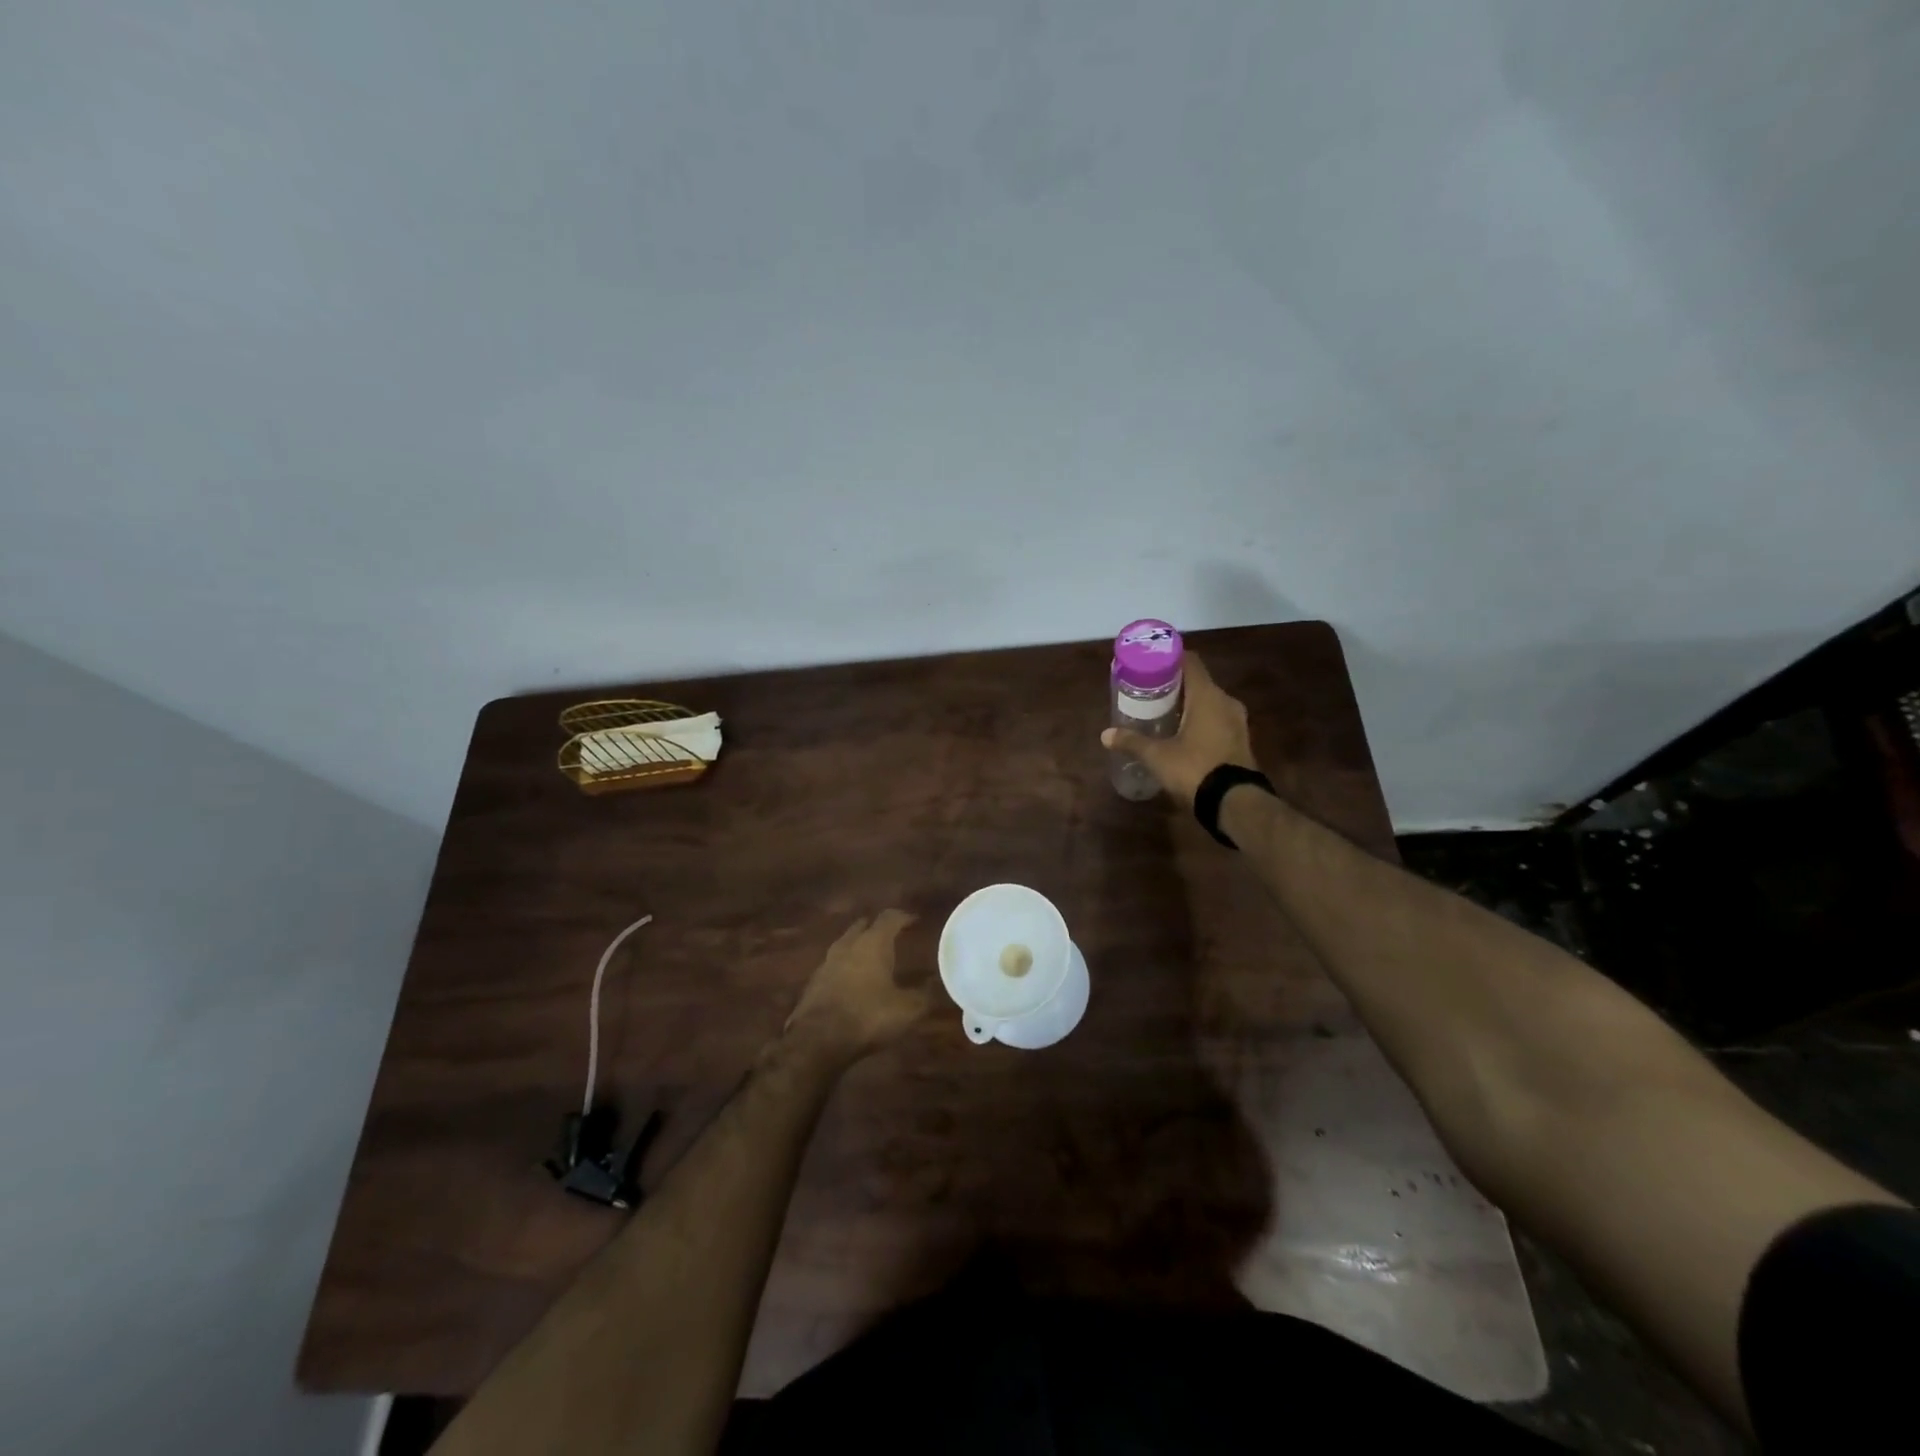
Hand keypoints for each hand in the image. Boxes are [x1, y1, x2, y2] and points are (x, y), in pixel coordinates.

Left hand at [785, 910, 931, 1062]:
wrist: (818, 1040)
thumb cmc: (868, 1016)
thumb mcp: (907, 1010)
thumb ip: (923, 995)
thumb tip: (935, 985)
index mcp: (873, 943)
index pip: (889, 918)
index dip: (903, 917)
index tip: (914, 920)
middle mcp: (848, 945)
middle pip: (862, 926)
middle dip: (876, 927)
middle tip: (890, 934)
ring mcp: (827, 963)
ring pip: (845, 944)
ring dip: (858, 946)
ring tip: (871, 957)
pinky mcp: (813, 982)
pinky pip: (833, 966)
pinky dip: (845, 967)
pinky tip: (851, 981)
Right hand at [1100, 652, 1258, 809]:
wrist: (1235, 803)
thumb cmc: (1195, 769)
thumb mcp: (1157, 756)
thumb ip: (1132, 742)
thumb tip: (1105, 735)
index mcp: (1207, 696)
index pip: (1190, 662)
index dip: (1170, 658)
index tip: (1150, 663)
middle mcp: (1226, 702)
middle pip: (1198, 682)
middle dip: (1174, 685)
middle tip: (1149, 692)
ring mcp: (1237, 722)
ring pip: (1209, 703)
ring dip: (1188, 705)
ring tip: (1163, 713)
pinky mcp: (1240, 741)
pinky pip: (1217, 720)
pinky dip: (1200, 721)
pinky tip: (1182, 734)